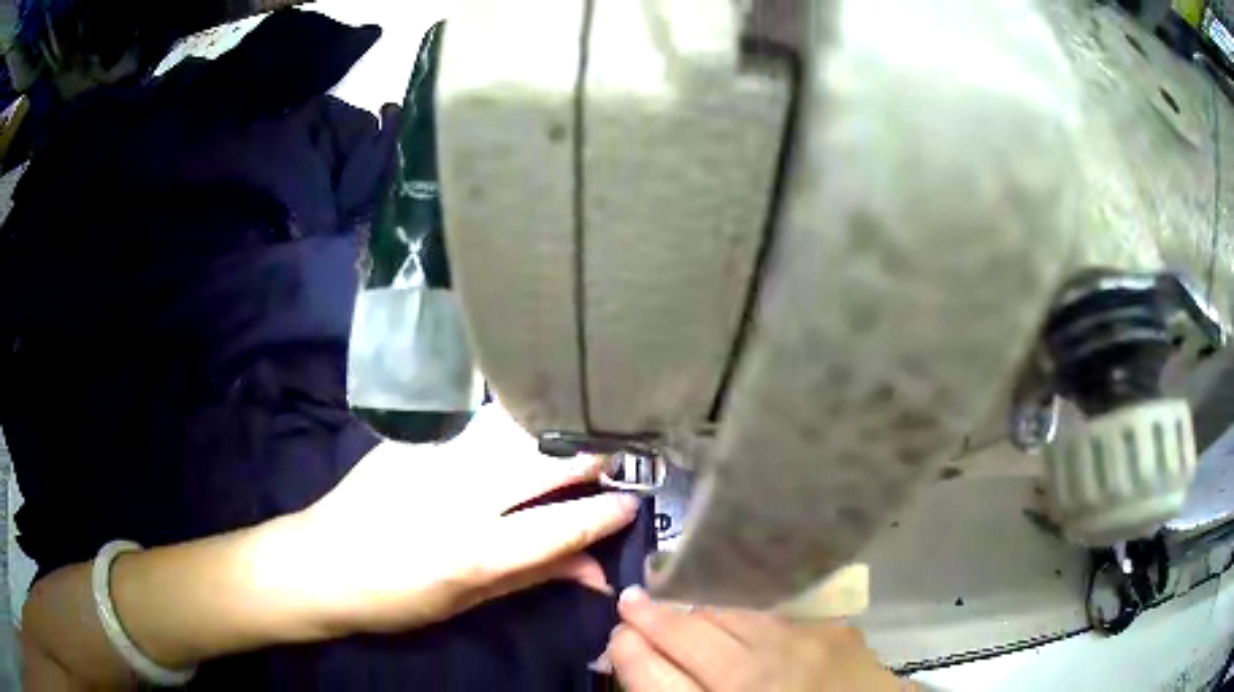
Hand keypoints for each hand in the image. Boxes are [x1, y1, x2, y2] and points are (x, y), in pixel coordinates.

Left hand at [282, 405, 639, 635]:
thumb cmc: (395, 597)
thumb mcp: (467, 602)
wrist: (319, 560)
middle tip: (623, 451)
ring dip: (558, 425)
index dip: (606, 513)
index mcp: (473, 552)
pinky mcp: (413, 436)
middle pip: (544, 461)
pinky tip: (531, 414)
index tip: (633, 501)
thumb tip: (598, 572)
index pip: (561, 526)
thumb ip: (535, 577)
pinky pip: (479, 418)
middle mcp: (458, 496)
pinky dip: (515, 417)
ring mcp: (433, 456)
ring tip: (589, 424)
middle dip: (593, 453)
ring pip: (514, 427)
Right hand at [608, 588, 906, 691]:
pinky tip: (734, 616)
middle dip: (652, 618)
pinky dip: (744, 615)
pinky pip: (773, 615)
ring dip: (696, 612)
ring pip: (729, 616)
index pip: (657, 678)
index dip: (631, 654)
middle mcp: (760, 676)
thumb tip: (647, 667)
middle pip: (690, 637)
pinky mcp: (833, 629)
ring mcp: (801, 647)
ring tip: (673, 605)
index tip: (617, 636)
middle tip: (629, 602)